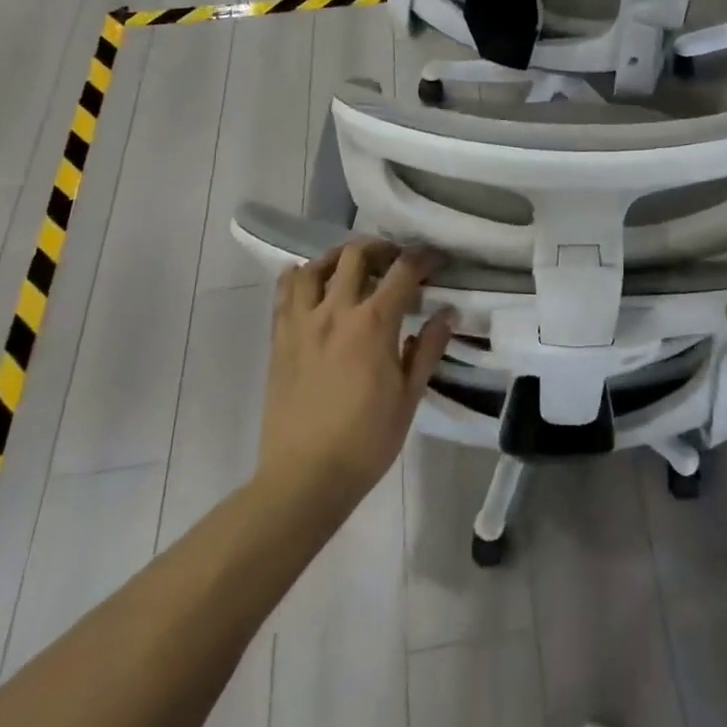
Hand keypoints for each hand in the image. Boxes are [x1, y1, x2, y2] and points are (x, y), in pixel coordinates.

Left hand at [260, 239, 455, 500]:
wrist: (305, 477)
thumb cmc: (366, 440)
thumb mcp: (409, 396)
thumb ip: (429, 348)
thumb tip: (447, 313)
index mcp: (373, 323)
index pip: (403, 270)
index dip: (424, 257)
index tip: (436, 260)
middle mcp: (335, 311)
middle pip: (356, 255)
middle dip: (381, 248)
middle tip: (394, 261)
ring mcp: (302, 323)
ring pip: (315, 266)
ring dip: (338, 257)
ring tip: (351, 267)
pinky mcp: (279, 339)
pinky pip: (284, 292)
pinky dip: (300, 277)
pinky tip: (312, 284)